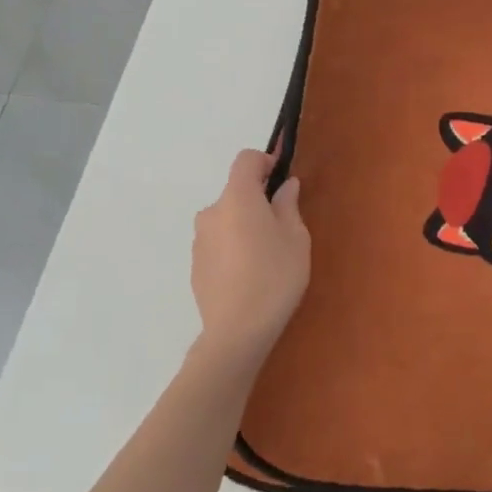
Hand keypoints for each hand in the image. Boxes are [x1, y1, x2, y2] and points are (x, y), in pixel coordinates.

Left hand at [191, 150, 310, 364]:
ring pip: (227, 219)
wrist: (237, 331)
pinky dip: (233, 246)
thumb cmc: (275, 276)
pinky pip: (218, 242)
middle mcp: (212, 212)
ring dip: (244, 224)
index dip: (265, 161)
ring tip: (267, 255)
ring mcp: (199, 240)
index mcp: (237, 198)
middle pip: (236, 192)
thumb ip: (288, 205)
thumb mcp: (296, 238)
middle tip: (283, 225)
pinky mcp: (195, 265)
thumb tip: (285, 186)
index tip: (282, 177)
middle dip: (258, 199)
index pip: (245, 160)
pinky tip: (249, 274)